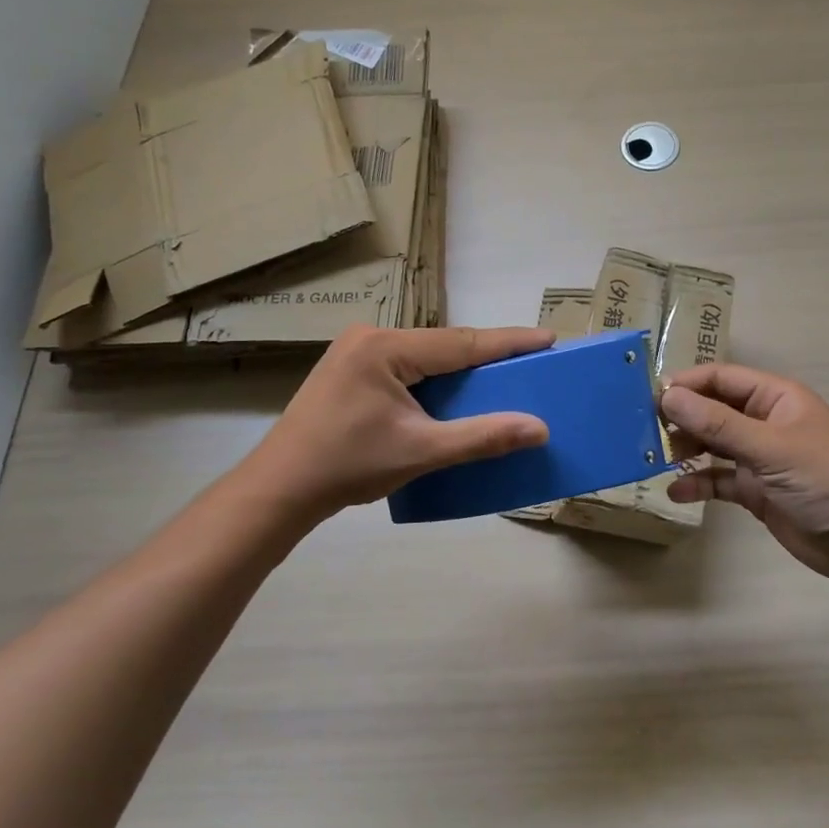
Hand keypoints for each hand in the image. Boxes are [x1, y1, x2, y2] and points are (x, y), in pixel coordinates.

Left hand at [245, 325, 554, 524]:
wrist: (279, 489)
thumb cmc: (349, 466)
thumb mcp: (422, 451)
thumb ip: (483, 437)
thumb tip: (539, 428)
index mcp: (386, 348)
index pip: (461, 342)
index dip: (508, 342)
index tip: (548, 338)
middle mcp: (370, 339)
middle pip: (443, 346)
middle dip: (485, 357)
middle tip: (529, 362)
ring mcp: (355, 354)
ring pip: (424, 357)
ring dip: (459, 370)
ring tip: (498, 379)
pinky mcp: (349, 373)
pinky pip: (406, 369)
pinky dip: (434, 382)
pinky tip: (452, 395)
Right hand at [661, 364, 828, 584]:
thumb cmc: (826, 479)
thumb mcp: (771, 447)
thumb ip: (718, 423)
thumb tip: (668, 396)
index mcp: (774, 398)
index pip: (720, 378)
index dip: (686, 384)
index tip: (648, 398)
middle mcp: (764, 422)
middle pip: (712, 410)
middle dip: (681, 418)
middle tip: (645, 432)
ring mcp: (760, 458)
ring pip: (713, 445)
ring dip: (686, 450)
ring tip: (655, 459)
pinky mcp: (758, 491)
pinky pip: (720, 480)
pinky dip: (698, 483)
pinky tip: (677, 492)